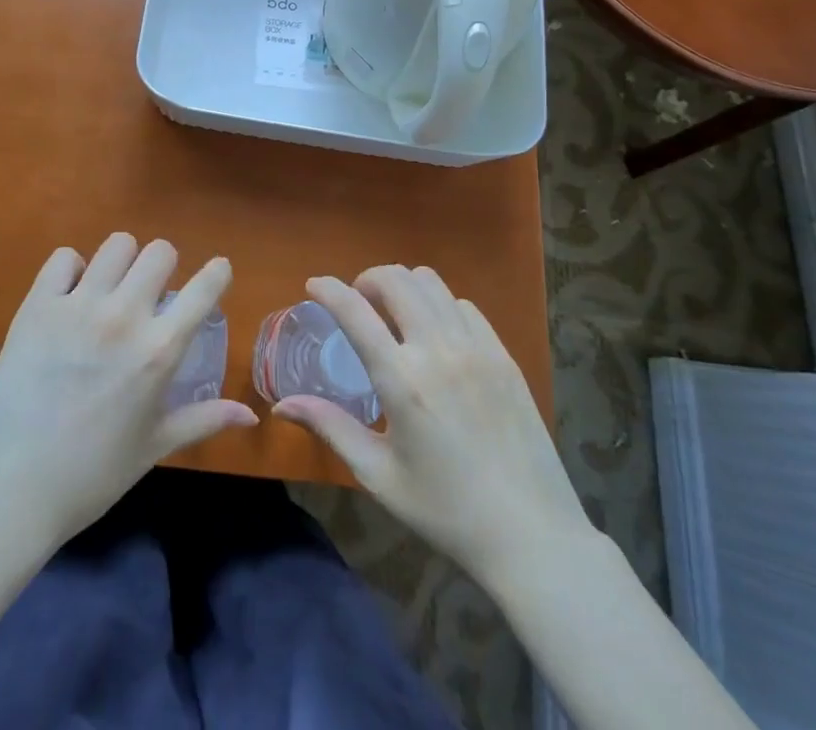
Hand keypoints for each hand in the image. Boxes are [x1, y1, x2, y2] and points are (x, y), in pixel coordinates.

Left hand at [0, 232, 257, 547]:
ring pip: (116, 245)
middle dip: (163, 267)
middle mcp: (123, 317)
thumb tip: (250, 414)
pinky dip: (72, 270)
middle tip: (151, 292)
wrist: (8, 488)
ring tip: (111, 289)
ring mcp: (78, 306)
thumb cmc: (89, 475)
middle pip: (159, 252)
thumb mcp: (153, 448)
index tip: (217, 270)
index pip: (203, 289)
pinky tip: (70, 296)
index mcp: (158, 352)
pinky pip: (64, 258)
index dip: (217, 273)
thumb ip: (203, 420)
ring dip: (122, 263)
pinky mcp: (37, 304)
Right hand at [272, 265, 589, 579]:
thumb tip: (283, 404)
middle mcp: (438, 350)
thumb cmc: (446, 511)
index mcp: (402, 381)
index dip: (328, 289)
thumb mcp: (379, 475)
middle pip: (395, 279)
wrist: (532, 536)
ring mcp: (476, 348)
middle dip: (367, 280)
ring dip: (403, 286)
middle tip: (358, 304)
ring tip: (395, 314)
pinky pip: (464, 306)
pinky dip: (439, 305)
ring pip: (431, 283)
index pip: (355, 311)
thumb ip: (330, 427)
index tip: (313, 285)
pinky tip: (436, 335)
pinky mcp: (503, 355)